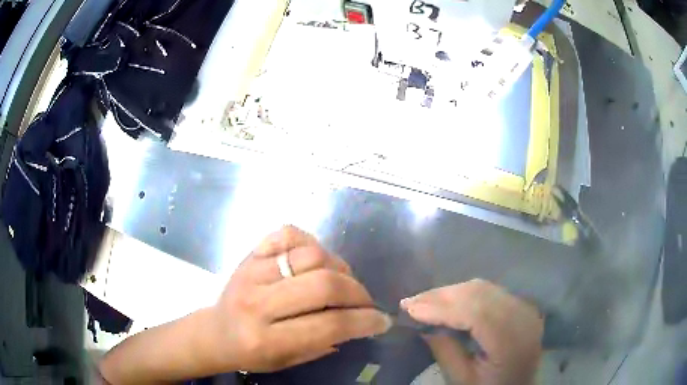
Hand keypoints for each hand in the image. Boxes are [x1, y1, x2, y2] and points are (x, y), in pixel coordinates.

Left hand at [210, 225, 391, 372]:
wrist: (216, 331)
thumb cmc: (252, 354)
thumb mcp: (288, 361)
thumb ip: (325, 342)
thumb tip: (361, 321)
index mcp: (266, 339)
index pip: (329, 325)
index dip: (364, 321)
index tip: (382, 321)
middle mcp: (257, 303)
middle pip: (323, 285)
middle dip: (358, 293)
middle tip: (365, 302)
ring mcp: (251, 272)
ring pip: (312, 256)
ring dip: (340, 269)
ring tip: (343, 282)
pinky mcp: (250, 254)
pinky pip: (289, 234)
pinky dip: (311, 243)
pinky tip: (317, 261)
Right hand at [401, 279, 542, 384]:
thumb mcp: (462, 379)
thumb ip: (445, 350)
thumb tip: (423, 324)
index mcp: (512, 341)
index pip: (476, 313)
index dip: (442, 307)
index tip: (409, 308)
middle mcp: (523, 317)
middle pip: (480, 293)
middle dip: (441, 296)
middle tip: (410, 302)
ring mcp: (524, 307)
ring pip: (483, 287)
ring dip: (450, 292)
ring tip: (423, 301)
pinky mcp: (520, 305)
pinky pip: (489, 291)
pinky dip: (464, 294)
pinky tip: (446, 301)